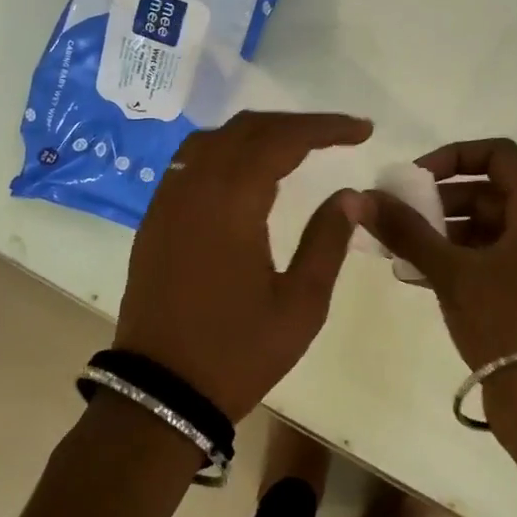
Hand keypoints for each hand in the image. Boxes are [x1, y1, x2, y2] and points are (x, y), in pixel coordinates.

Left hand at [115, 111, 372, 420]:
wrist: (161, 393)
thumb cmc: (238, 352)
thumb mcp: (301, 304)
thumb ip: (328, 241)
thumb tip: (349, 195)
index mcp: (231, 203)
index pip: (282, 139)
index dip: (325, 128)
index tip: (362, 130)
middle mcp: (194, 188)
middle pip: (247, 129)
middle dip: (295, 124)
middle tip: (337, 135)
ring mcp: (167, 201)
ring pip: (213, 139)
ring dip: (258, 133)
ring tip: (296, 146)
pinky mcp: (154, 219)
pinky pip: (190, 161)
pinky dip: (226, 150)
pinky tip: (247, 171)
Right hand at [363, 138, 516, 372]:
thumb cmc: (506, 320)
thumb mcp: (451, 270)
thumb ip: (406, 230)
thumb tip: (362, 197)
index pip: (497, 154)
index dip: (453, 156)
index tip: (416, 178)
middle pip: (486, 192)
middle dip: (437, 201)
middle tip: (397, 216)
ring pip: (482, 228)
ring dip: (439, 233)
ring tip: (397, 250)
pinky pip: (485, 259)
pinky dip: (452, 259)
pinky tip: (413, 275)